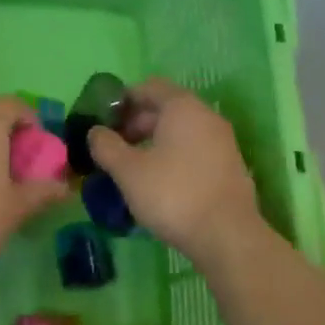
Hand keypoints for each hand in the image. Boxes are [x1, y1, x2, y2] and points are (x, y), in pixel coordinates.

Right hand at [87, 79, 265, 265]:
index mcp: (182, 107)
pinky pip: (195, 150)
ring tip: (133, 167)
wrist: (228, 237)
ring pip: (181, 131)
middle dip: (137, 122)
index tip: (104, 120)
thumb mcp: (128, 171)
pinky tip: (159, 182)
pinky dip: (174, 156)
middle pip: (166, 108)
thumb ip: (106, 146)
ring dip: (154, 141)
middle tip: (115, 146)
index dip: (124, 99)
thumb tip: (95, 132)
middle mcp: (206, 117)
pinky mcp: (229, 167)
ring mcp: (222, 142)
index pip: (149, 87)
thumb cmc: (173, 194)